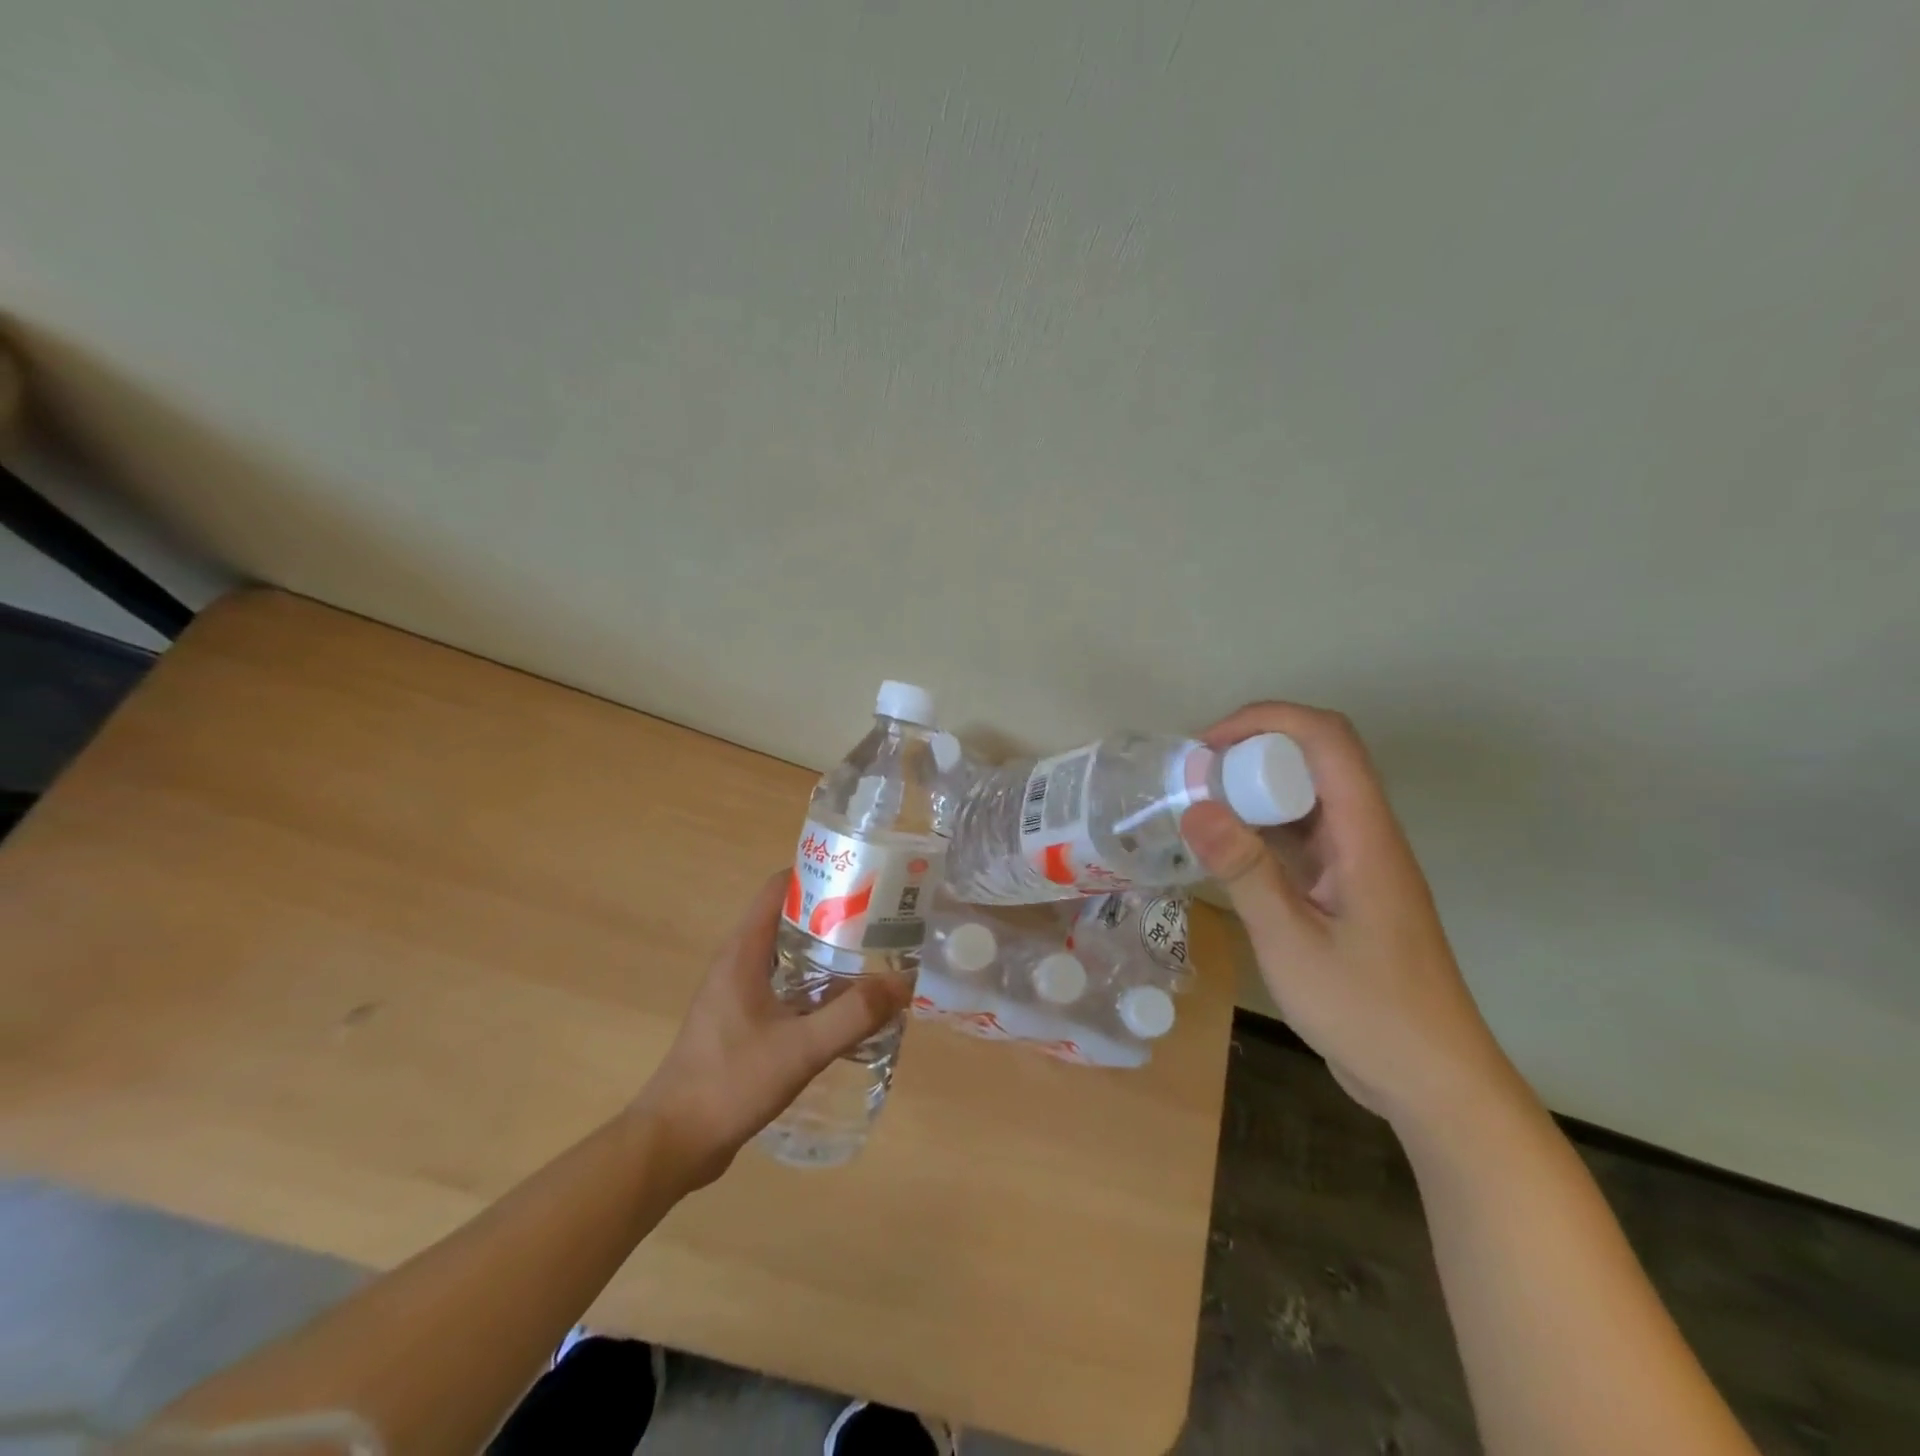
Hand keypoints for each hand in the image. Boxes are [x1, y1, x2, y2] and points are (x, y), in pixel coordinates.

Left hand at [633, 871, 910, 1186]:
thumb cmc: (730, 1083)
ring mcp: (737, 994)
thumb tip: (903, 983)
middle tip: (880, 922)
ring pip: (788, 956)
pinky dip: (815, 986)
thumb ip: (853, 1016)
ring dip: (826, 953)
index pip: (778, 888)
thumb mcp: (800, 1049)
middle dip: (833, 916)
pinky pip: (784, 988)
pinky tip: (845, 1008)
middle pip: (788, 919)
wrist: (674, 1143)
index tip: (861, 880)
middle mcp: (738, 963)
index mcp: (743, 952)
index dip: (818, 875)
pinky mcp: (741, 1022)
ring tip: (873, 960)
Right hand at [1181, 702, 1526, 1133]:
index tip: (1209, 744)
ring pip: (1308, 798)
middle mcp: (1367, 837)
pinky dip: (1262, 829)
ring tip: (1199, 805)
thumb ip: (1245, 871)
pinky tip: (1225, 851)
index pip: (1328, 739)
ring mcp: (1359, 864)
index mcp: (1366, 836)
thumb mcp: (1292, 942)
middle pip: (1317, 759)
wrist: (1433, 1083)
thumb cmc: (1368, 1012)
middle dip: (1252, 751)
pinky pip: (1303, 838)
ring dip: (1255, 790)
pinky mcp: (1348, 890)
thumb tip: (1195, 807)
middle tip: (1193, 776)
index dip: (1268, 720)